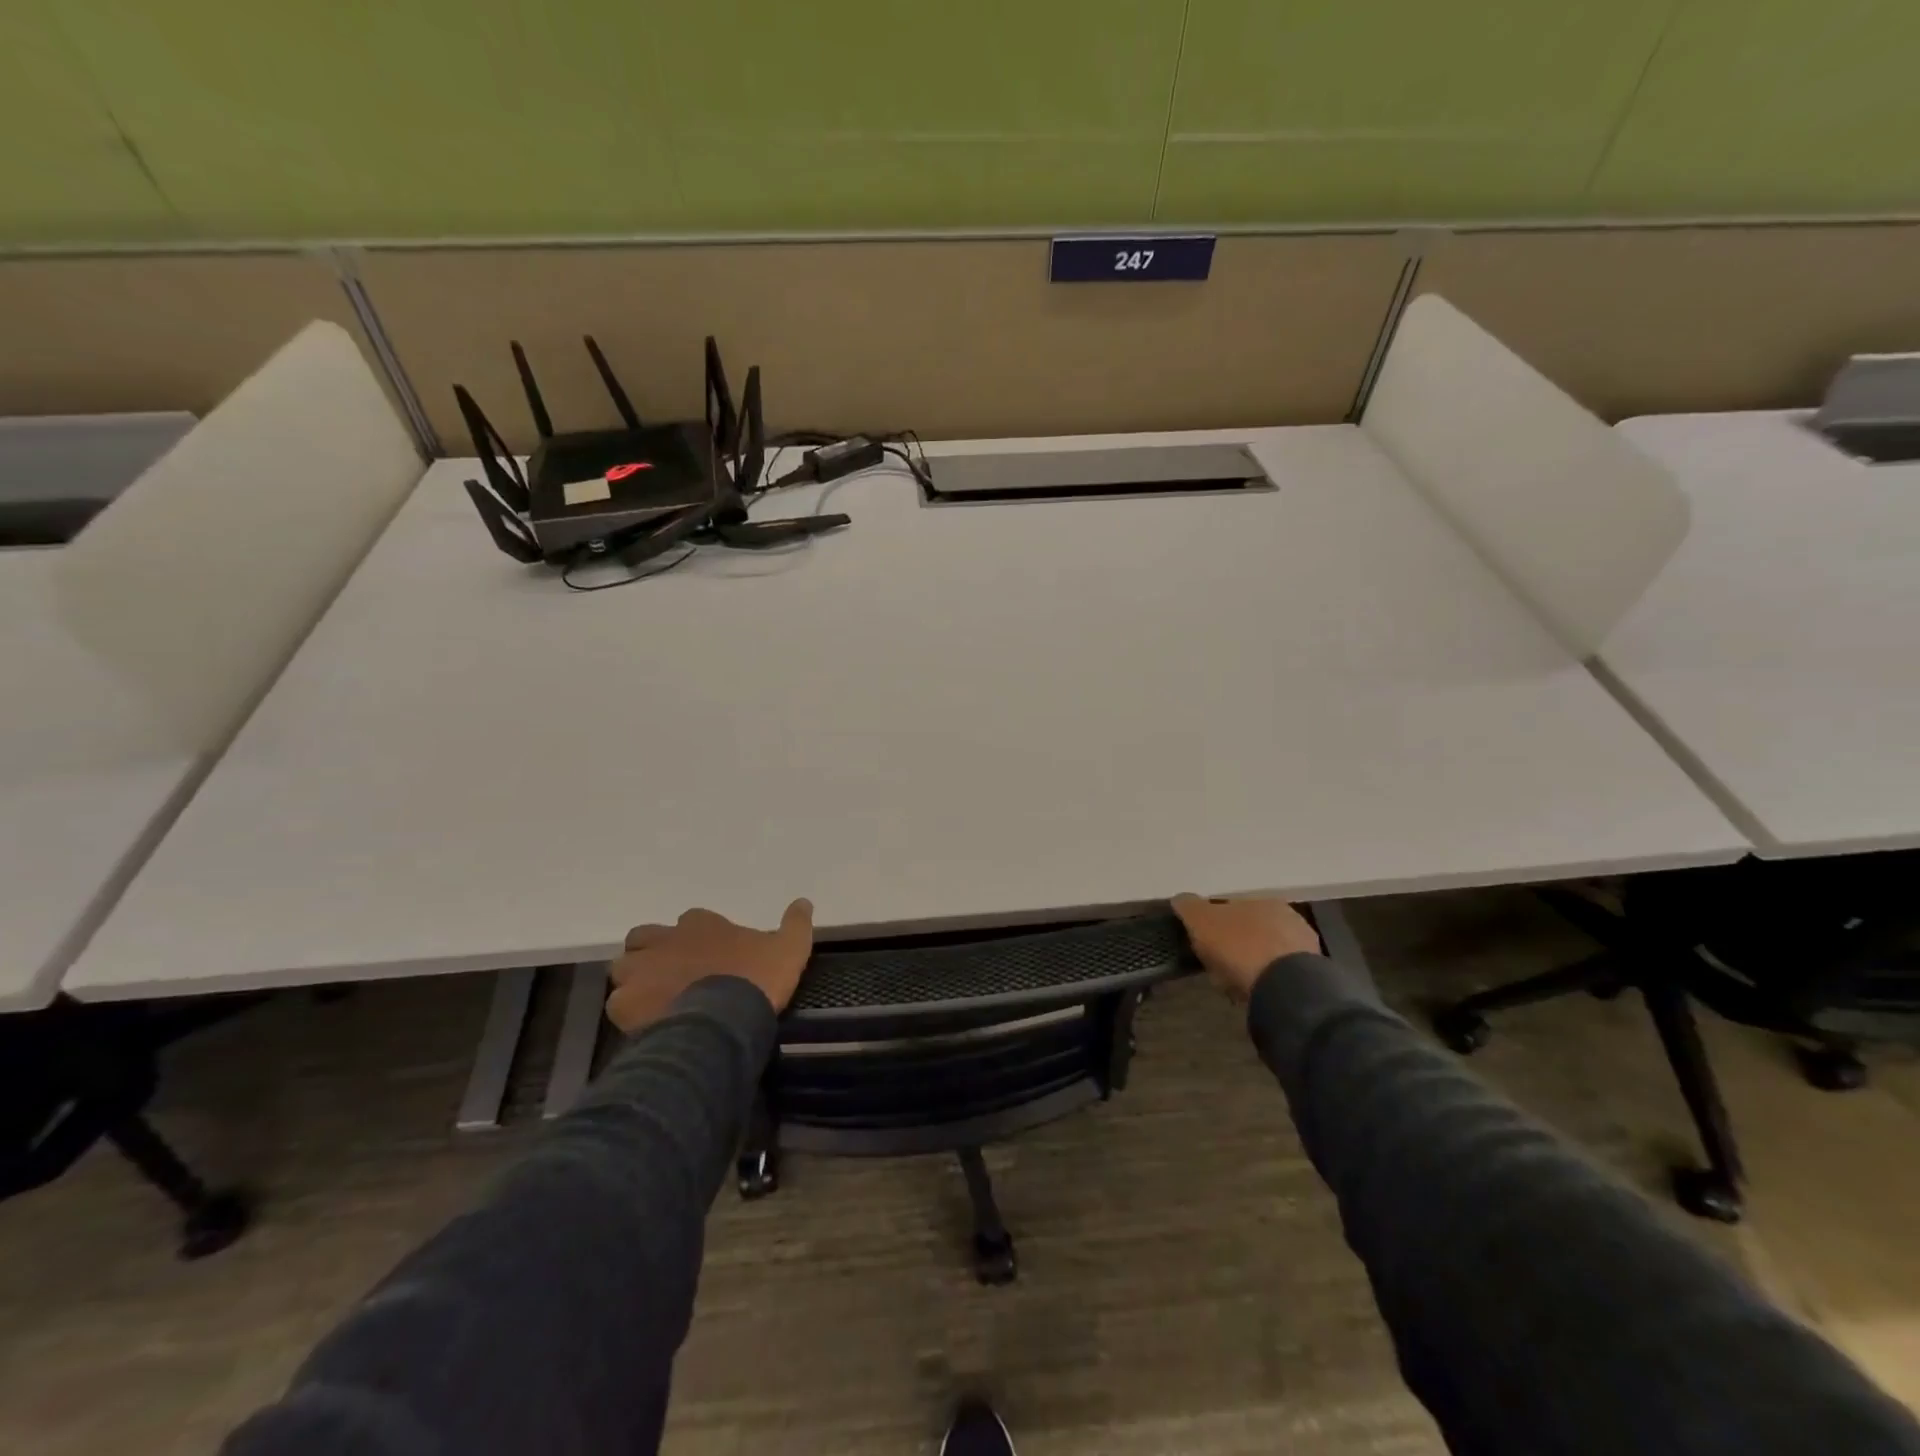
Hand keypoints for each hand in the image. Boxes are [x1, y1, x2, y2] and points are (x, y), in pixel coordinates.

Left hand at [606, 900, 813, 1032]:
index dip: (696, 938)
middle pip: (644, 939)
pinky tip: (647, 1026)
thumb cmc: (758, 977)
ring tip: (654, 1002)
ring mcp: (642, 970)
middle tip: (670, 975)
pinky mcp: (626, 1003)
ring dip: (635, 981)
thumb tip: (804, 900)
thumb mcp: (790, 947)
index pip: (690, 921)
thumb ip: (796, 923)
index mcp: (701, 923)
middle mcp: (665, 940)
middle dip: (652, 953)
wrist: (727, 1017)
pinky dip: (629, 1013)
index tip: (709, 956)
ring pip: (625, 969)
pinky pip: (618, 1005)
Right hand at [1171, 893, 1321, 1001]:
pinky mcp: (1311, 978)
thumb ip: (1189, 907)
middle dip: (1236, 946)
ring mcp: (1304, 949)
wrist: (1285, 989)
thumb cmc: (1240, 947)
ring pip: (1267, 954)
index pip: (1234, 908)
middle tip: (1218, 966)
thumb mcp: (1202, 921)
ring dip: (1252, 966)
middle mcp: (1289, 919)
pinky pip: (1278, 977)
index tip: (1204, 944)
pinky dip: (1265, 982)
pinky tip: (1254, 994)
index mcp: (1264, 901)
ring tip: (1235, 985)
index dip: (1215, 926)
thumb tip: (1181, 899)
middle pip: (1252, 931)